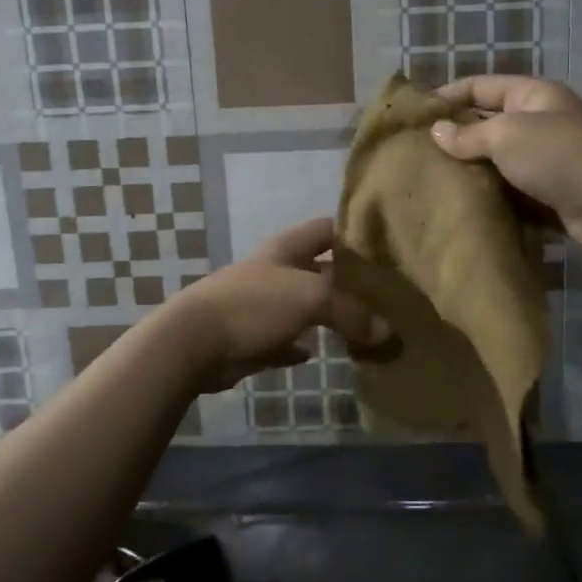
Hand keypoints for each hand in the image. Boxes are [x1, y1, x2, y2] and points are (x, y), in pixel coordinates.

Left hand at [169, 218, 389, 391]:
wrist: (194, 342)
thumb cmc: (254, 305)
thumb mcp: (311, 297)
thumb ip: (351, 311)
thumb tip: (386, 333)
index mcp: (288, 248)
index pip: (328, 229)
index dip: (355, 233)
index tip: (388, 247)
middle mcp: (277, 271)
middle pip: (321, 269)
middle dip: (350, 281)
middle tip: (387, 296)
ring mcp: (263, 305)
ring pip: (305, 306)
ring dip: (329, 315)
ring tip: (366, 328)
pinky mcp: (253, 338)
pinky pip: (286, 340)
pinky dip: (301, 346)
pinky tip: (320, 353)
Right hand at [429, 76, 581, 251]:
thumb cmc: (559, 155)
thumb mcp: (508, 135)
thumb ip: (469, 134)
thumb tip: (436, 132)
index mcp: (531, 96)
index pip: (481, 86)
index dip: (448, 95)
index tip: (414, 113)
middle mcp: (537, 122)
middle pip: (487, 123)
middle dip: (454, 135)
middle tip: (415, 151)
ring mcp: (543, 159)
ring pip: (495, 159)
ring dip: (468, 169)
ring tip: (428, 178)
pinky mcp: (545, 193)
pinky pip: (508, 189)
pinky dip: (487, 194)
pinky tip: (458, 203)